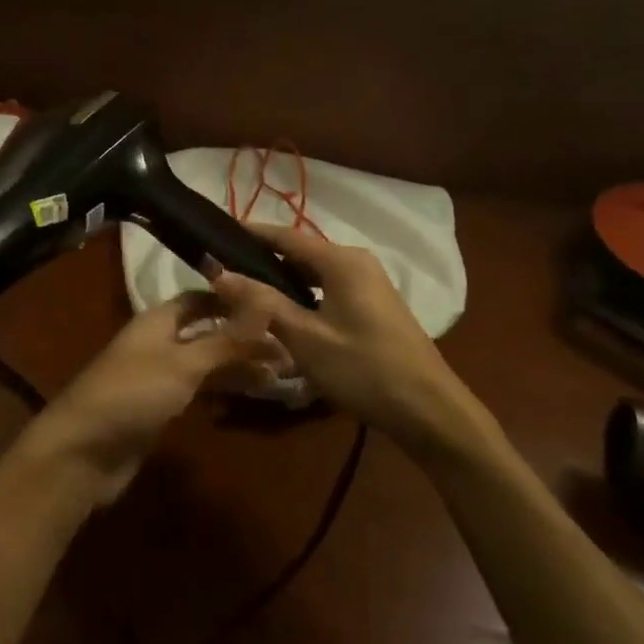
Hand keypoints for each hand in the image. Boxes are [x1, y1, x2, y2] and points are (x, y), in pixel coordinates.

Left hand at [17, 293, 265, 507]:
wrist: (83, 453)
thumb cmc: (132, 395)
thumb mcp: (183, 364)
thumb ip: (226, 340)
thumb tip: (267, 307)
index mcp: (158, 320)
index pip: (201, 298)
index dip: (235, 300)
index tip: (275, 307)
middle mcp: (159, 342)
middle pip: (207, 331)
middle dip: (244, 338)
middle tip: (289, 348)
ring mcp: (158, 376)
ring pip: (206, 363)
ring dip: (238, 366)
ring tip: (280, 375)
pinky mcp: (159, 407)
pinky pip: (198, 389)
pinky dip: (222, 389)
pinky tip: (250, 395)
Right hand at [210, 224, 496, 455]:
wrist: (428, 409)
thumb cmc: (363, 368)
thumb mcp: (305, 337)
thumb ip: (261, 303)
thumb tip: (219, 273)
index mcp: (341, 260)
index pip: (285, 235)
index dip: (249, 234)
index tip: (215, 236)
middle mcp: (357, 262)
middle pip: (300, 253)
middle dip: (262, 261)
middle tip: (223, 274)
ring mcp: (370, 284)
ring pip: (314, 274)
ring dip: (282, 282)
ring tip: (245, 295)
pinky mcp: (374, 306)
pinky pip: (329, 289)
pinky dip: (303, 296)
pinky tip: (284, 315)